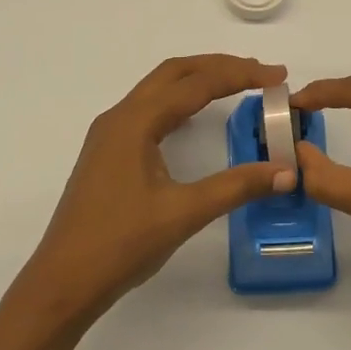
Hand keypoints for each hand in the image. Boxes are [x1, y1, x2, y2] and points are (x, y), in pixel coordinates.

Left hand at [27, 54, 296, 316]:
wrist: (63, 283)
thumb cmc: (120, 245)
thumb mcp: (183, 214)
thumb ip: (236, 187)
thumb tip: (287, 171)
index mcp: (135, 122)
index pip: (196, 84)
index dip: (240, 75)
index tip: (278, 75)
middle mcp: (119, 117)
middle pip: (174, 73)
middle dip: (219, 66)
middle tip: (260, 72)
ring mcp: (110, 134)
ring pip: (159, 89)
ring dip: (198, 80)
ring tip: (237, 84)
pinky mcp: (108, 153)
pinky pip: (150, 109)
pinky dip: (180, 101)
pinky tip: (195, 115)